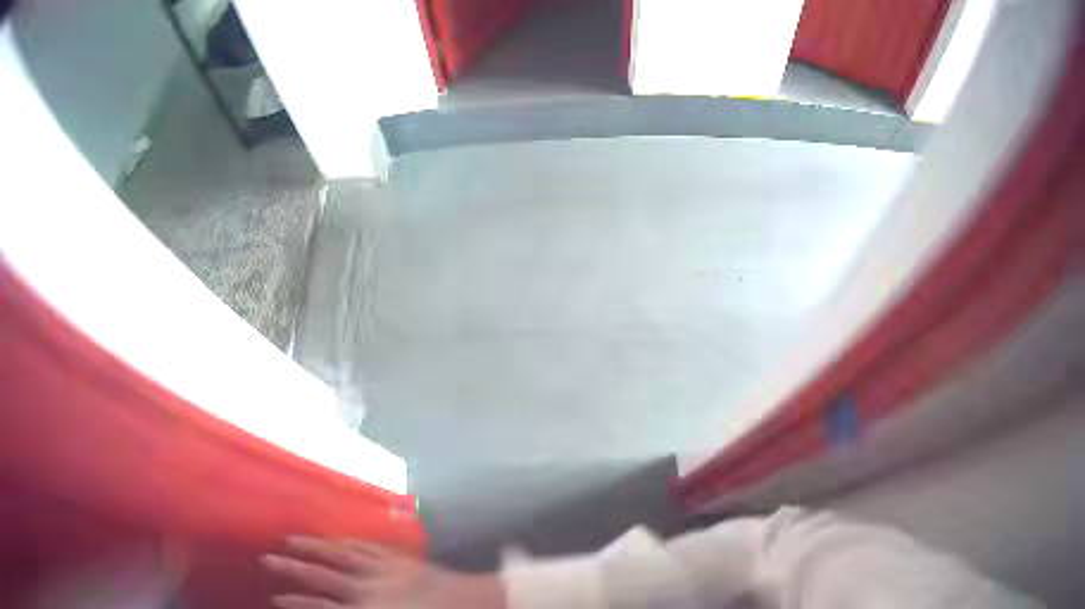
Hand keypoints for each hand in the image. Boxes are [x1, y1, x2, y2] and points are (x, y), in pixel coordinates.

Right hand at [262, 536, 505, 608]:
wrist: (479, 604)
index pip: (320, 607)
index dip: (294, 602)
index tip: (272, 599)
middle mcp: (368, 587)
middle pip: (320, 574)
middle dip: (290, 568)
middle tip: (265, 560)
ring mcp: (384, 568)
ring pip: (339, 553)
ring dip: (312, 546)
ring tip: (289, 540)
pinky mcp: (400, 558)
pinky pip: (367, 546)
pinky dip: (346, 541)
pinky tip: (335, 537)